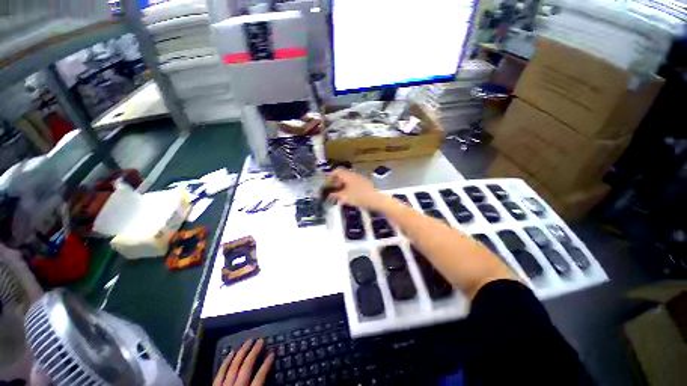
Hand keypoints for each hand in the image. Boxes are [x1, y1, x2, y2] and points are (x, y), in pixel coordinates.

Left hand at [213, 339, 274, 385]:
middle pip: (246, 368)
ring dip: (242, 353)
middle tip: (261, 340)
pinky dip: (226, 362)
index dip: (267, 364)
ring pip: (233, 367)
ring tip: (249, 341)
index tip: (272, 353)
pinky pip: (219, 373)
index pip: (260, 378)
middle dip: (254, 353)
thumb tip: (272, 384)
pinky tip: (231, 353)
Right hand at [326, 168, 385, 209]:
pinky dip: (348, 187)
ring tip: (339, 193)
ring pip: (348, 179)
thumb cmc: (359, 196)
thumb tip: (330, 195)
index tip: (326, 183)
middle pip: (342, 175)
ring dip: (342, 185)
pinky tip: (349, 195)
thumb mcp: (345, 197)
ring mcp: (360, 178)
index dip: (330, 176)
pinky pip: (353, 183)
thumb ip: (336, 195)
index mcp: (348, 175)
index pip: (336, 171)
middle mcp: (354, 174)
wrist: (377, 199)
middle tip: (332, 189)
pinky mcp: (365, 183)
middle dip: (336, 181)